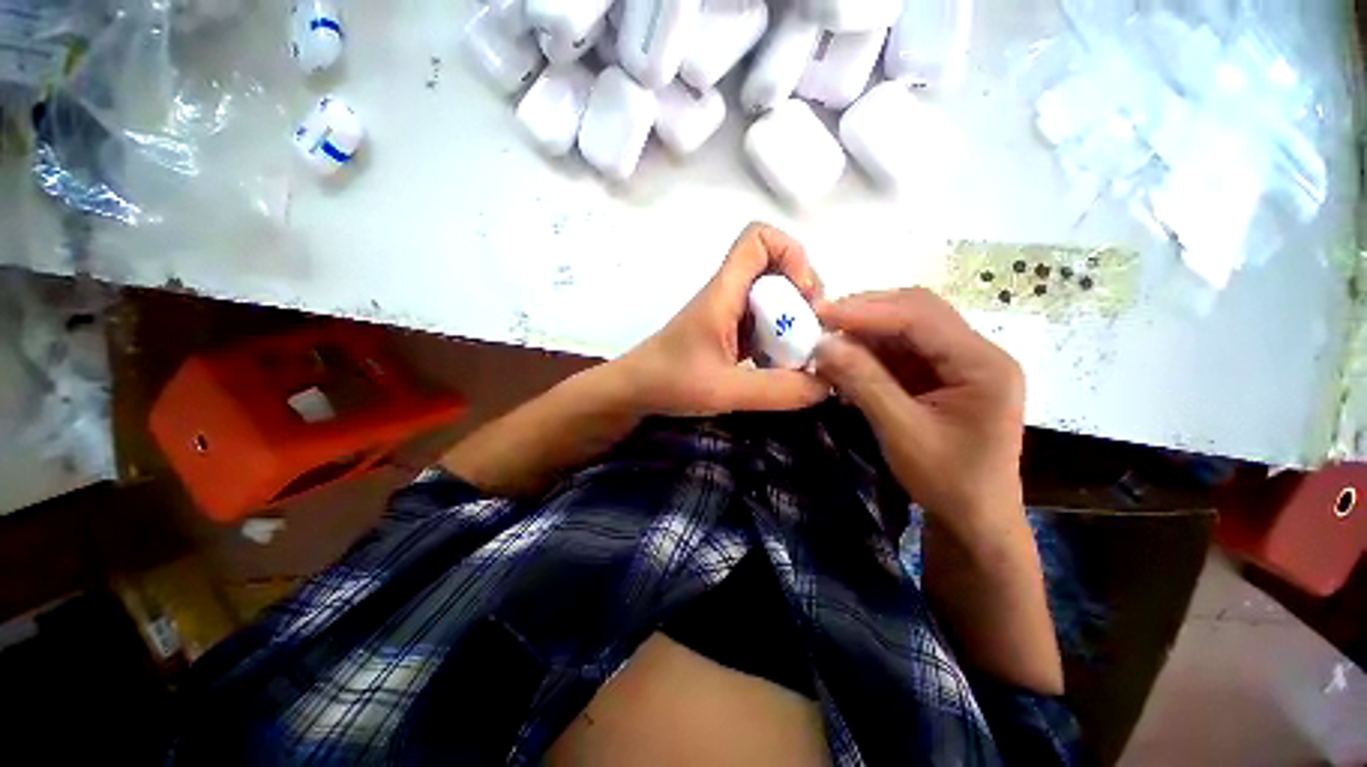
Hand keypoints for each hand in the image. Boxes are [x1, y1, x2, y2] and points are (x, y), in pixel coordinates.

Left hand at [611, 223, 828, 416]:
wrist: (634, 390)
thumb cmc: (669, 382)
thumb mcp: (725, 390)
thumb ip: (778, 390)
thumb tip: (827, 385)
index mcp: (724, 292)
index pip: (760, 238)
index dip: (792, 254)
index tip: (804, 297)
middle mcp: (729, 295)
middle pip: (777, 268)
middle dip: (804, 296)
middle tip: (811, 334)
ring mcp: (729, 315)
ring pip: (774, 298)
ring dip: (794, 321)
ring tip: (802, 355)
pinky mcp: (729, 334)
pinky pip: (765, 324)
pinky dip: (781, 340)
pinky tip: (781, 367)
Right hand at [814, 288, 1025, 526]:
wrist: (974, 518)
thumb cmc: (947, 481)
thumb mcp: (902, 431)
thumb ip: (863, 382)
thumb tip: (822, 344)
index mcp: (983, 363)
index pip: (920, 317)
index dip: (867, 311)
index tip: (820, 313)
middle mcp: (976, 352)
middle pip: (917, 312)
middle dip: (865, 314)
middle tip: (820, 321)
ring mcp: (959, 362)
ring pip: (905, 328)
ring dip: (864, 332)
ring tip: (826, 340)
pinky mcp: (941, 375)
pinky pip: (901, 350)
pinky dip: (869, 351)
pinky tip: (845, 359)